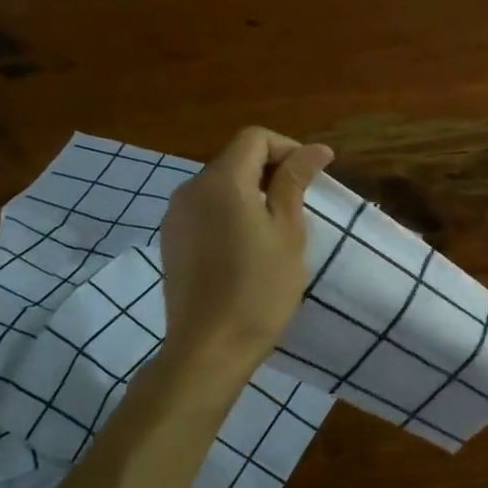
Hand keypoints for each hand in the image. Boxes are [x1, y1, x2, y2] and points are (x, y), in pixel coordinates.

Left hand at [158, 127, 332, 378]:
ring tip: (278, 226)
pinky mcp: (171, 241)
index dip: (289, 149)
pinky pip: (206, 210)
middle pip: (235, 158)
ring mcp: (175, 216)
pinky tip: (248, 246)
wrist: (209, 348)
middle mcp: (190, 189)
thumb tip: (315, 149)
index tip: (314, 177)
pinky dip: (231, 212)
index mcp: (221, 181)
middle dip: (272, 170)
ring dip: (252, 192)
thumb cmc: (260, 289)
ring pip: (220, 185)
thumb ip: (295, 182)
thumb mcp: (288, 232)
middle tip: (302, 204)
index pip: (255, 138)